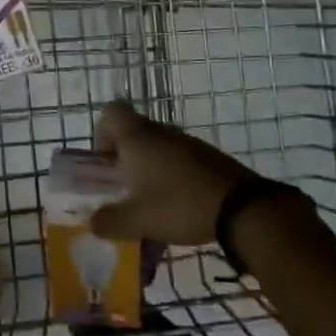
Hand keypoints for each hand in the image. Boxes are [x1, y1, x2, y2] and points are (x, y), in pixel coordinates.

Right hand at [89, 101, 262, 246]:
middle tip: (124, 188)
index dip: (102, 133)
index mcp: (137, 138)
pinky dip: (172, 176)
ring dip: (149, 168)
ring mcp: (188, 143)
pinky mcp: (208, 157)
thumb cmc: (180, 206)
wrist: (243, 209)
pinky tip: (178, 205)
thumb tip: (92, 223)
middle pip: (134, 132)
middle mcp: (161, 132)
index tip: (105, 162)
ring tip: (150, 202)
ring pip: (157, 146)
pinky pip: (179, 159)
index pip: (111, 112)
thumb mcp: (138, 221)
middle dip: (124, 158)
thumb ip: (109, 221)